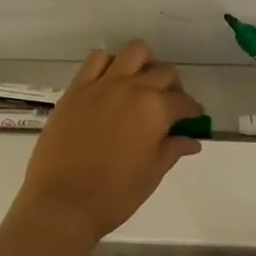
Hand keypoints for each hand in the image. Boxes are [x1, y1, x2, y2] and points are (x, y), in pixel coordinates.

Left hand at [11, 40, 203, 240]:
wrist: (62, 202)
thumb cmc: (114, 195)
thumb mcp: (151, 174)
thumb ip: (172, 150)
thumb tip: (192, 140)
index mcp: (155, 109)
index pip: (184, 102)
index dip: (192, 111)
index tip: (192, 118)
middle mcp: (132, 88)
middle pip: (163, 71)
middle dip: (173, 87)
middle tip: (169, 105)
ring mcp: (102, 84)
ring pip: (133, 52)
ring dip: (144, 64)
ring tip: (140, 84)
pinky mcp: (76, 88)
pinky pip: (96, 59)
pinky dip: (109, 63)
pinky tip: (110, 82)